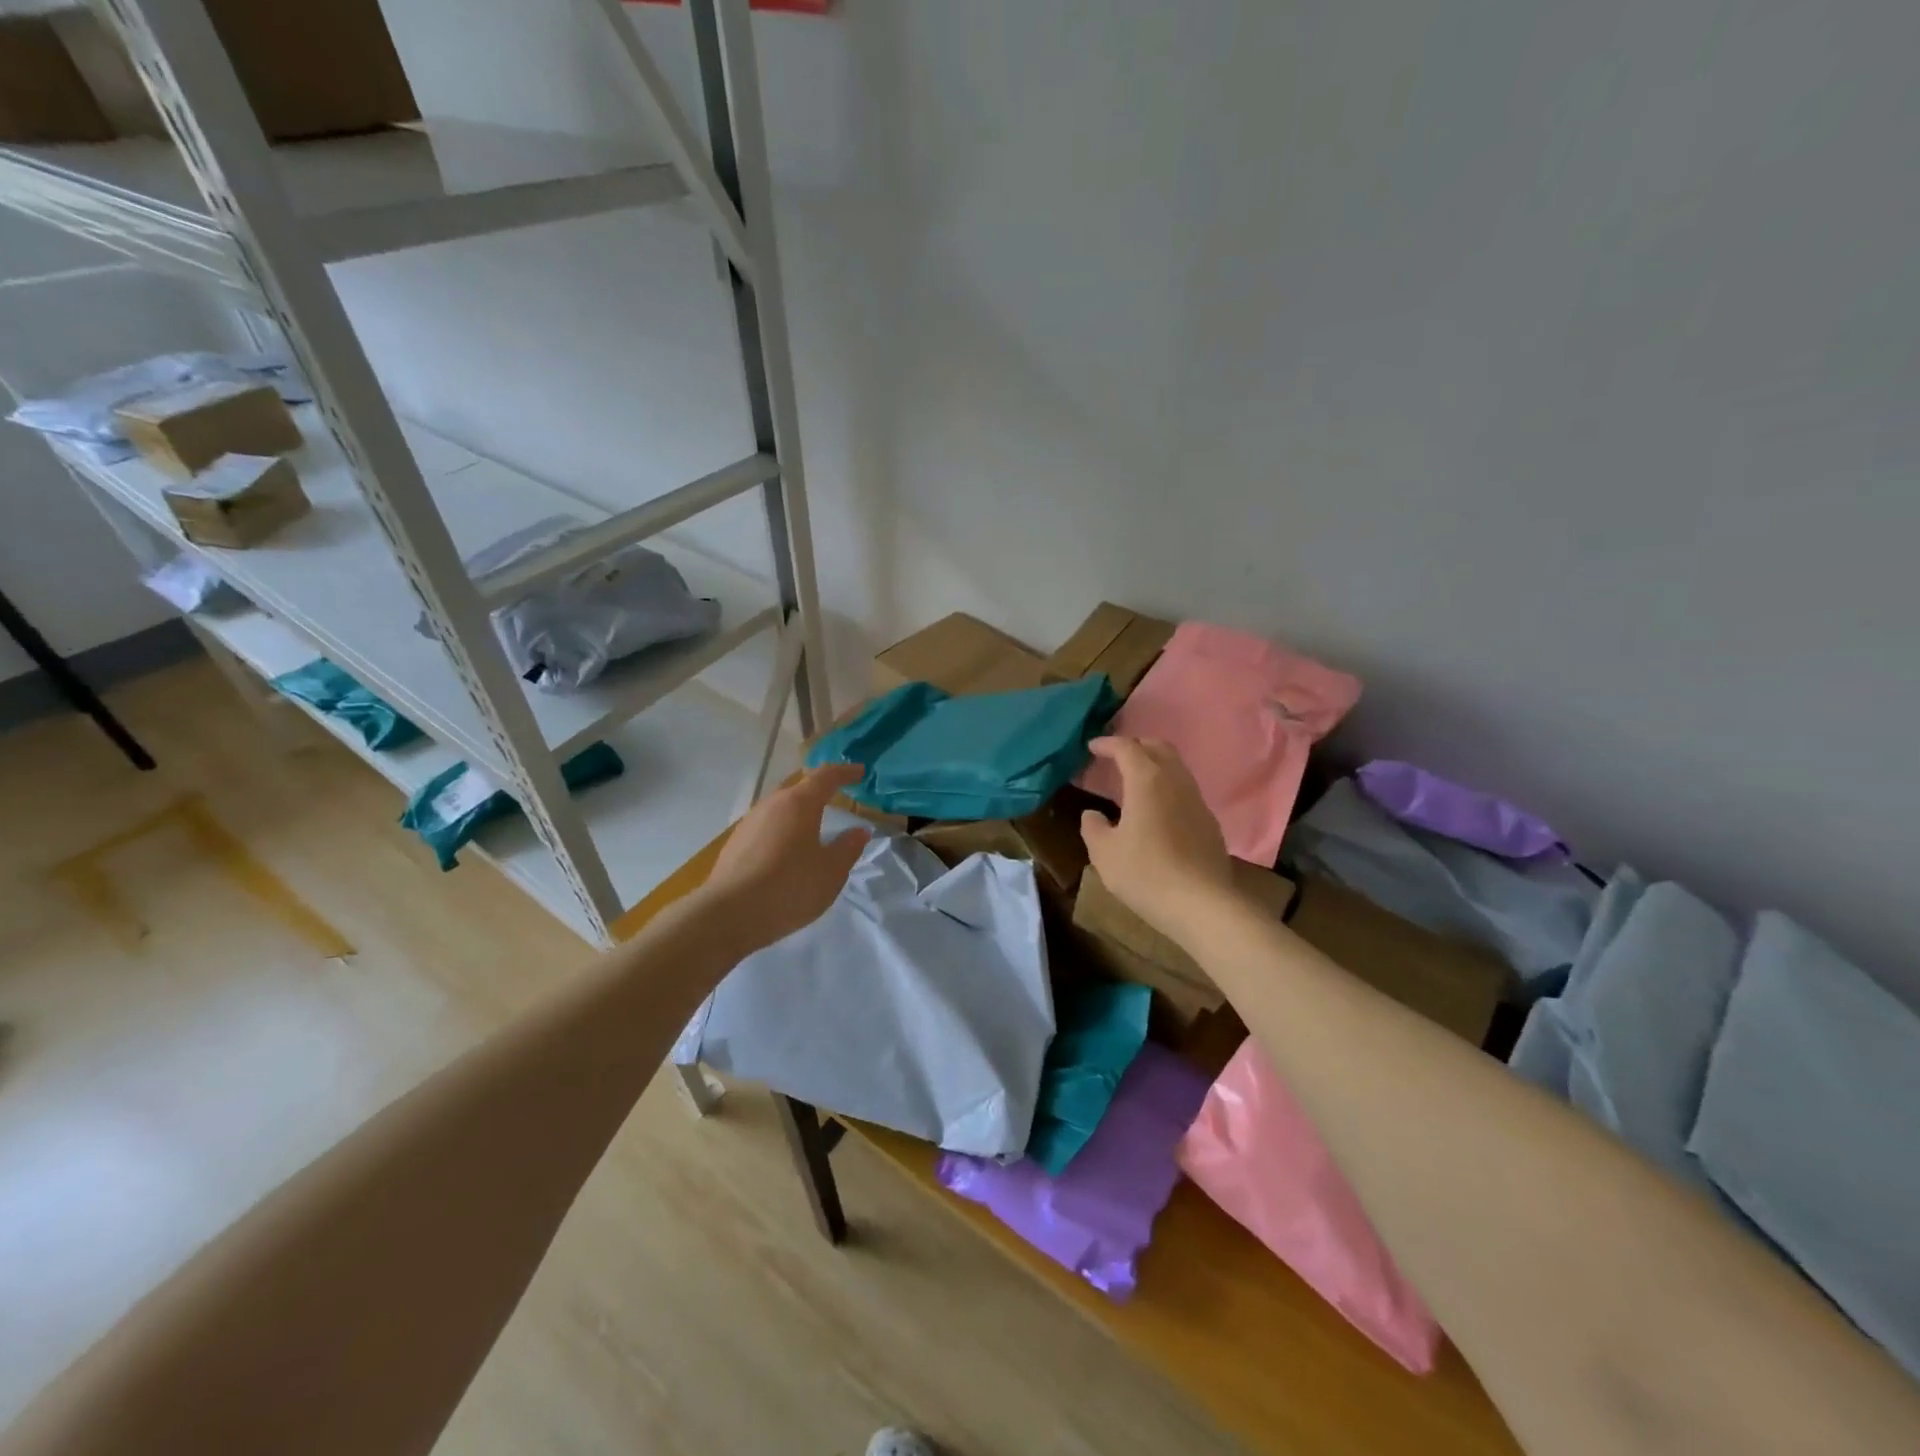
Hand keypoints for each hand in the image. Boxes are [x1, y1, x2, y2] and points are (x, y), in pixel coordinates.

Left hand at [704, 763, 871, 951]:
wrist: (728, 914)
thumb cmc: (789, 887)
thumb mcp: (831, 871)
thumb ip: (848, 848)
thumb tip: (859, 831)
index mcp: (799, 803)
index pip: (826, 776)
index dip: (845, 772)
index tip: (860, 771)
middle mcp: (772, 804)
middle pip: (799, 789)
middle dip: (820, 790)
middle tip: (838, 795)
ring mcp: (750, 822)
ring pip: (781, 808)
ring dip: (799, 812)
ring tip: (814, 826)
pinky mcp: (735, 843)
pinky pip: (767, 827)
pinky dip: (783, 830)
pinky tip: (787, 851)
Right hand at [1080, 737, 1236, 944]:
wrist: (1202, 904)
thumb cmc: (1145, 873)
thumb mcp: (1104, 853)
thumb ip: (1093, 827)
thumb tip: (1093, 814)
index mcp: (1147, 780)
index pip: (1127, 748)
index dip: (1108, 744)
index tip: (1092, 747)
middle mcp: (1176, 781)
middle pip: (1158, 748)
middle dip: (1136, 745)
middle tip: (1115, 756)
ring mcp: (1197, 800)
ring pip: (1176, 768)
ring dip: (1154, 765)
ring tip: (1134, 780)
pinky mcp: (1209, 822)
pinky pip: (1185, 791)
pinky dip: (1167, 787)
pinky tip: (1156, 810)